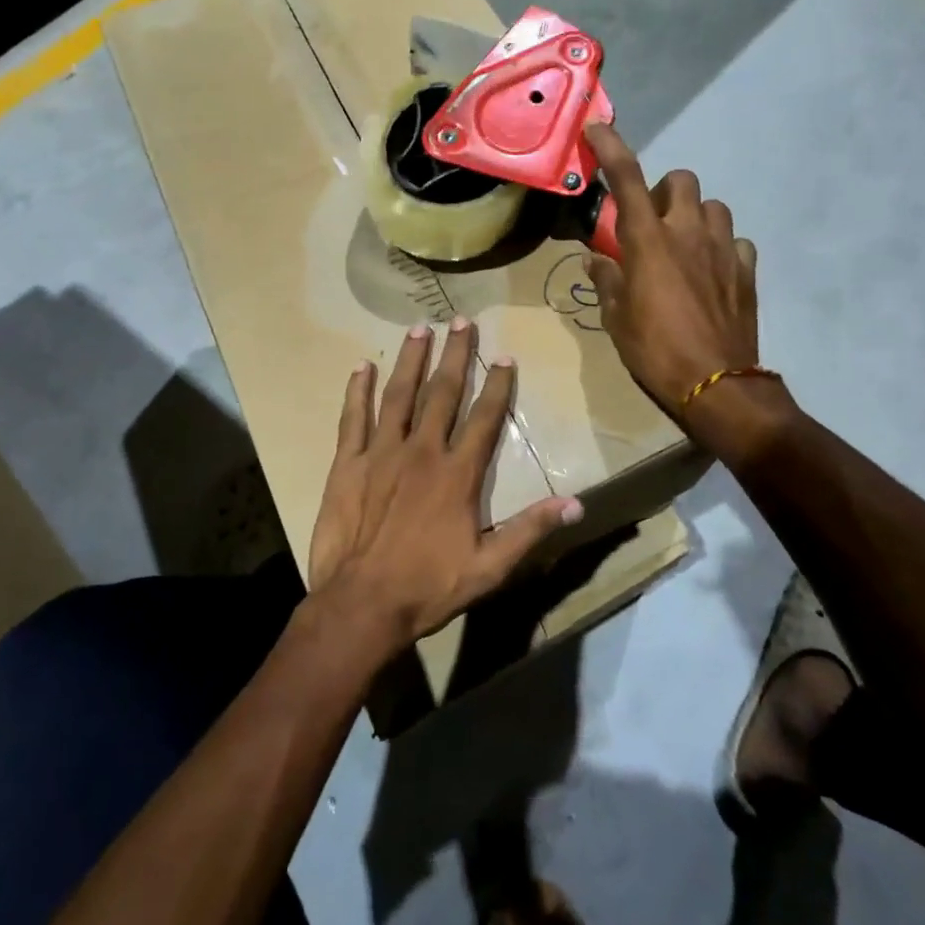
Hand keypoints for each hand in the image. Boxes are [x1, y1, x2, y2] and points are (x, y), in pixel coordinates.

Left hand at [307, 319, 581, 656]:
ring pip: (399, 394)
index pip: (484, 418)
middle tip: (462, 321)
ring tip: (419, 328)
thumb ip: (530, 530)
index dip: (497, 385)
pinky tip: (361, 366)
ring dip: (411, 359)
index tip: (504, 356)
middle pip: (443, 393)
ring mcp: (382, 453)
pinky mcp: (348, 463)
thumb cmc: (429, 587)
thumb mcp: (490, 567)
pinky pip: (353, 418)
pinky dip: (357, 391)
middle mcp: (422, 451)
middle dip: (455, 355)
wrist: (362, 603)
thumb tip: (575, 503)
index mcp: (458, 473)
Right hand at [582, 123, 777, 420]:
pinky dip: (721, 247)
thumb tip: (596, 259)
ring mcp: (722, 248)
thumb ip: (606, 280)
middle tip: (650, 222)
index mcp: (648, 241)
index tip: (598, 128)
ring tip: (683, 246)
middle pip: (681, 180)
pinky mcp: (746, 270)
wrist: (716, 384)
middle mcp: (687, 232)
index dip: (611, 147)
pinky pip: (735, 241)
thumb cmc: (655, 350)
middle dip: (663, 191)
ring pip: (713, 206)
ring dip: (694, 216)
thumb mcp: (616, 318)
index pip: (626, 178)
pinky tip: (712, 270)